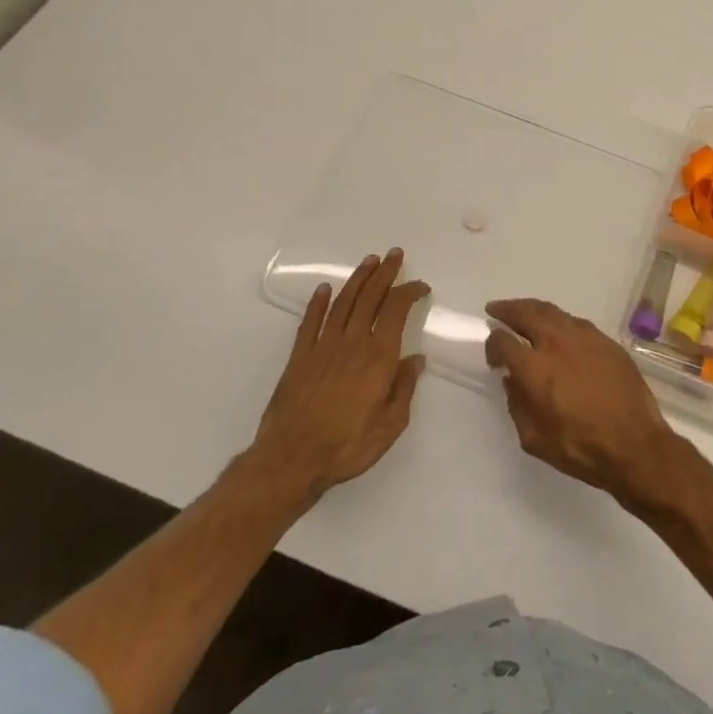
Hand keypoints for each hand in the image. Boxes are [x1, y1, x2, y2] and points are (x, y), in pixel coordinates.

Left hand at [244, 250, 429, 510]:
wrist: (292, 459)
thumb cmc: (348, 445)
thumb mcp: (391, 424)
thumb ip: (404, 388)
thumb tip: (416, 359)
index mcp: (378, 356)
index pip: (397, 310)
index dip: (410, 292)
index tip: (420, 286)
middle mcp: (352, 342)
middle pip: (370, 297)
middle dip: (385, 273)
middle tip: (394, 254)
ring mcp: (323, 346)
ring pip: (343, 302)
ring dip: (357, 279)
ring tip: (369, 261)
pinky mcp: (299, 357)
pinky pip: (311, 322)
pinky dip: (319, 302)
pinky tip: (325, 289)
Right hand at [485, 299, 683, 502]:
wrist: (635, 444)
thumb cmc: (580, 447)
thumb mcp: (534, 438)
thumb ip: (517, 404)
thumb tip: (512, 380)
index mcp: (534, 368)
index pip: (503, 342)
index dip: (492, 344)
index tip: (494, 354)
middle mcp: (557, 343)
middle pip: (526, 313)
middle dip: (507, 310)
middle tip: (496, 310)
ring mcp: (585, 337)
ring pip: (553, 311)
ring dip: (533, 309)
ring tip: (524, 312)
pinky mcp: (607, 341)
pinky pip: (576, 322)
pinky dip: (560, 321)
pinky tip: (558, 329)